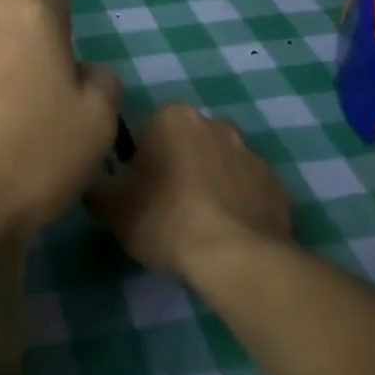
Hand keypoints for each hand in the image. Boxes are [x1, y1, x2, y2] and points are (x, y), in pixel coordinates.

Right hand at [87, 103, 291, 278]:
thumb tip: (98, 185)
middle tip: (164, 204)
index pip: (148, 128)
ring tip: (198, 223)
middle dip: (178, 165)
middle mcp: (215, 123)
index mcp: (173, 117)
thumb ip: (97, 187)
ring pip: (220, 163)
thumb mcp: (110, 207)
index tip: (137, 188)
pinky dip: (236, 204)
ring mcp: (252, 153)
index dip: (140, 159)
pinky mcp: (277, 185)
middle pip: (187, 142)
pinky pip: (247, 189)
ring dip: (209, 182)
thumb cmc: (164, 219)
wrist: (235, 257)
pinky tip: (226, 233)